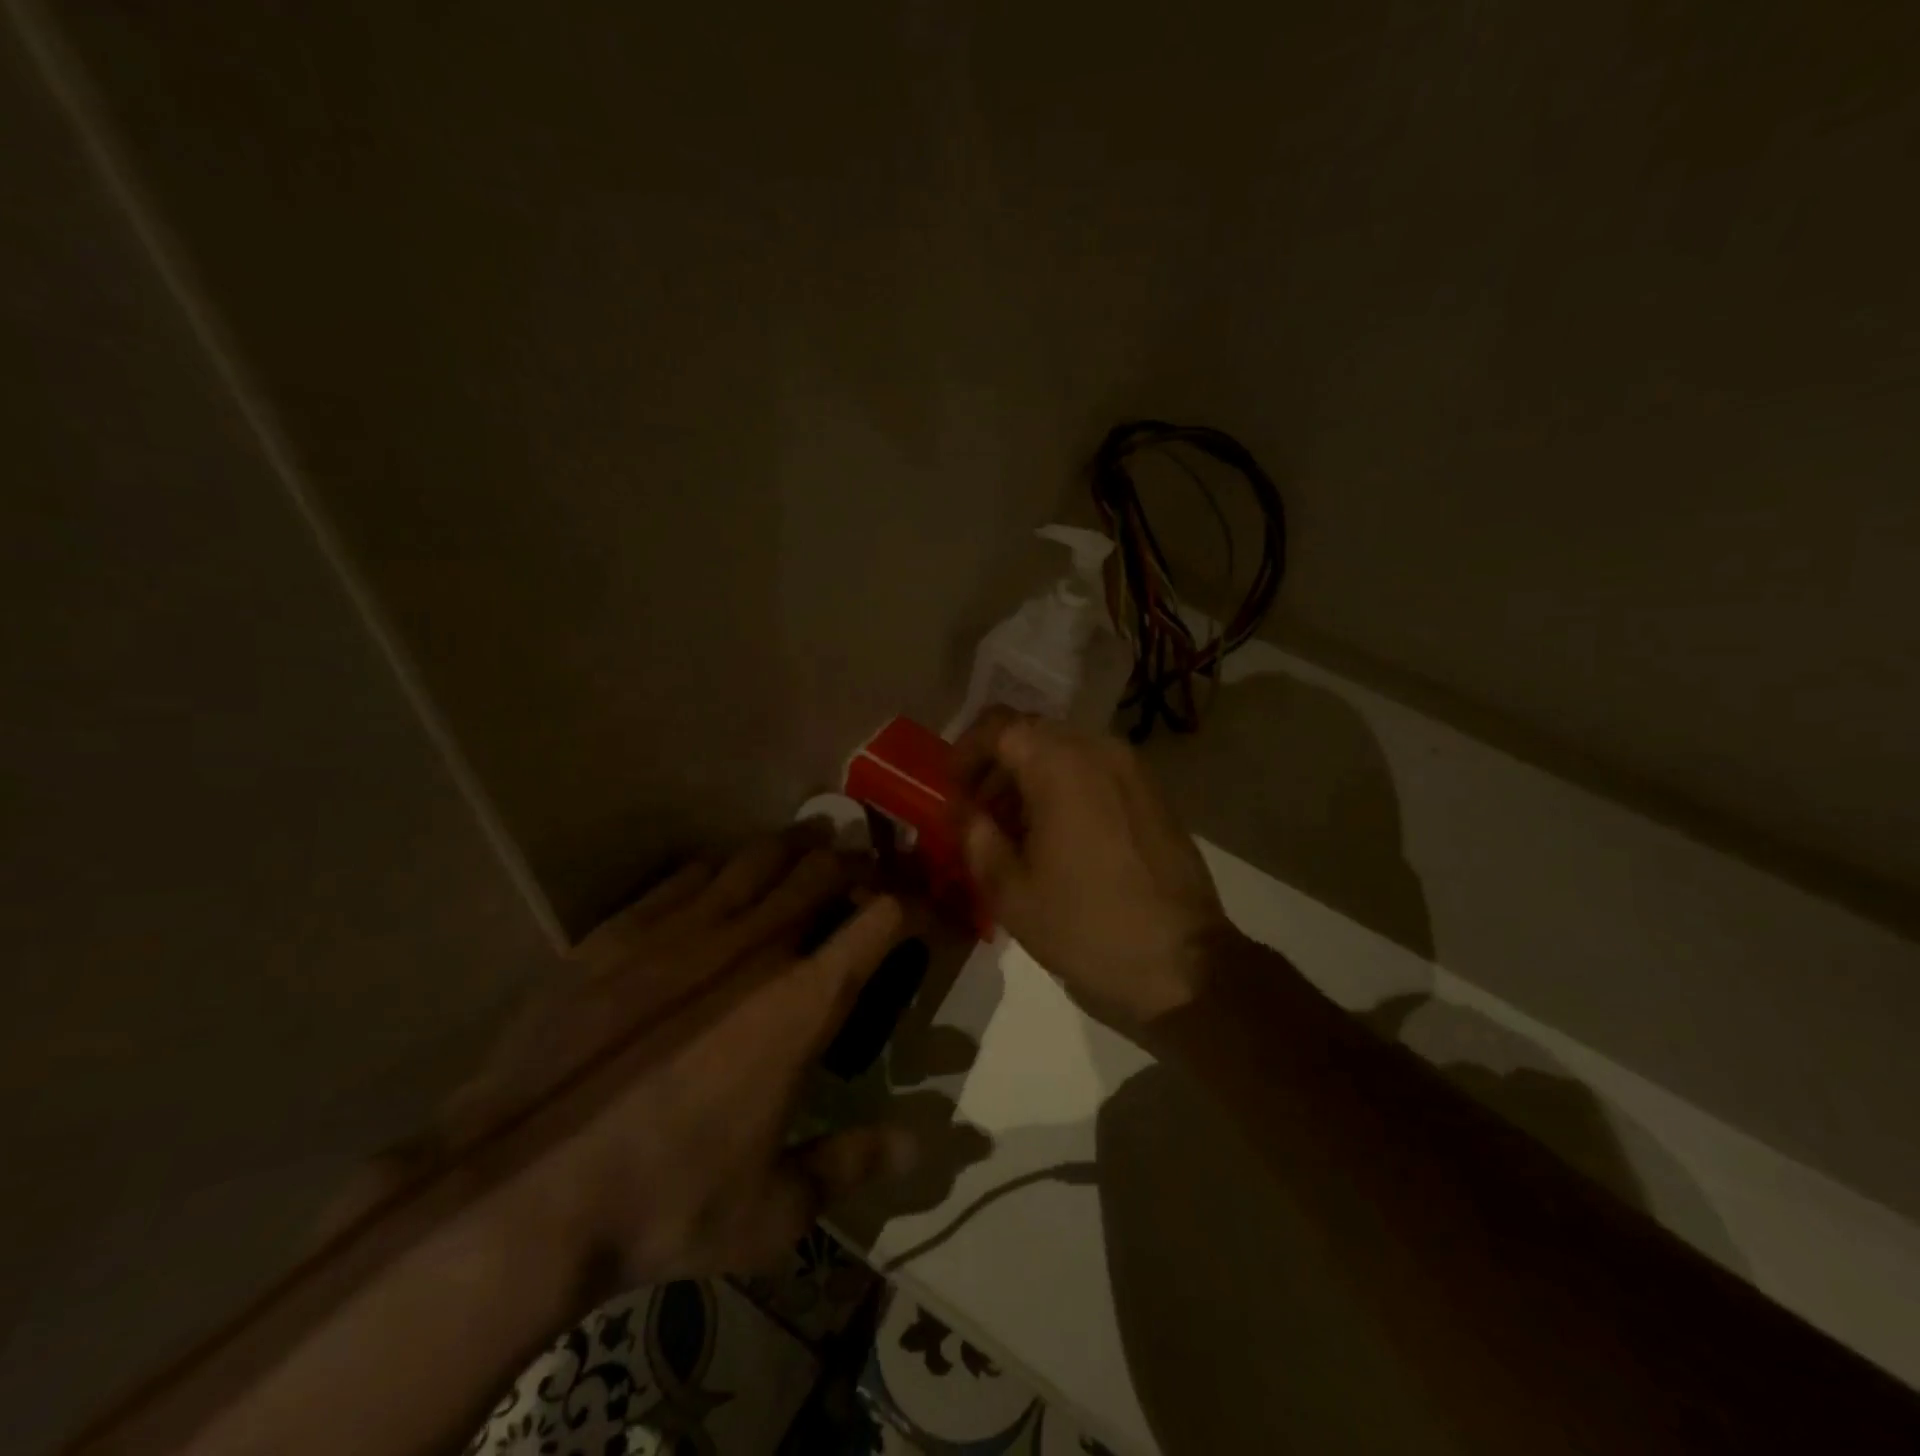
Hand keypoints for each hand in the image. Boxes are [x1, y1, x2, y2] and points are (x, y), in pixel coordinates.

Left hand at [456, 824, 920, 1284]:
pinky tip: (721, 870)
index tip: (914, 909)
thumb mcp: (771, 1212)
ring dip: (792, 844)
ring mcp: (681, 932)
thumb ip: (851, 1166)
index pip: (876, 924)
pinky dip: (719, 866)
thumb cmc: (662, 1204)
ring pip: (755, 859)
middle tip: (864, 861)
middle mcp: (752, 949)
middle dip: (852, 860)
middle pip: (819, 873)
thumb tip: (919, 1146)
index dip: (905, 906)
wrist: (515, 1196)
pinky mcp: (620, 933)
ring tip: (810, 836)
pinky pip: (685, 876)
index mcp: (800, 1005)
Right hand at [951, 709, 1235, 1031]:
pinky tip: (1057, 838)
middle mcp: (1099, 750)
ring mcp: (1132, 770)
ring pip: (1064, 752)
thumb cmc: (1086, 926)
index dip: (965, 753)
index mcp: (1060, 764)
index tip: (953, 792)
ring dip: (1030, 780)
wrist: (1183, 964)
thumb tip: (965, 812)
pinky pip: (1095, 772)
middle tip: (979, 815)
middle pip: (1032, 735)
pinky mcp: (1152, 794)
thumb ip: (975, 837)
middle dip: (996, 768)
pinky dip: (1064, 789)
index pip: (998, 727)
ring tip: (1014, 833)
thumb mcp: (1010, 891)